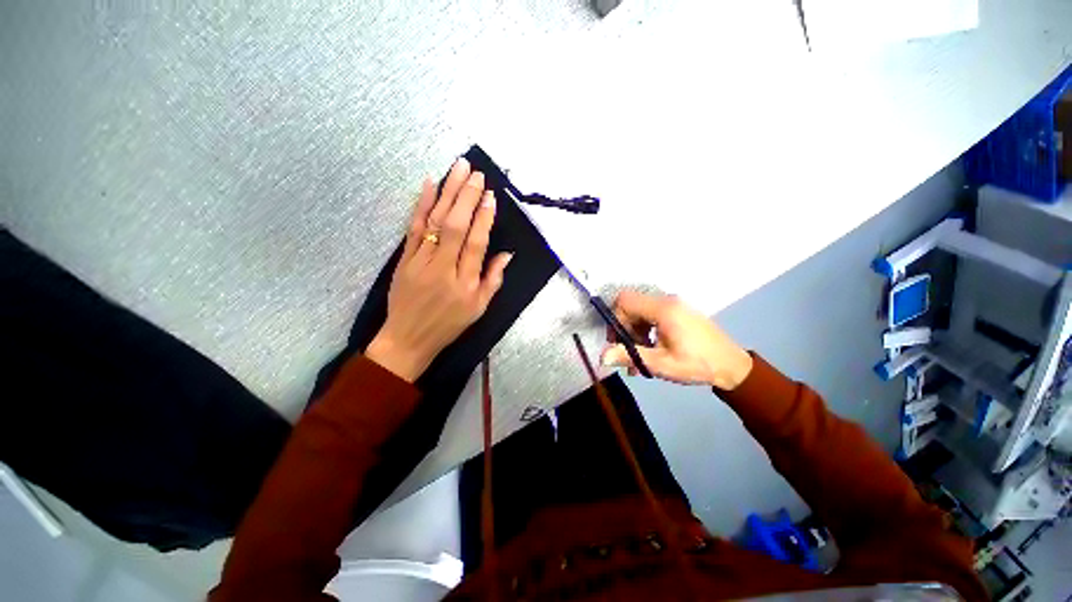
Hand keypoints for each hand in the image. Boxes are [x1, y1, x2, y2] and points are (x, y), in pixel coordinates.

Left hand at [366, 158, 511, 381]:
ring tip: (457, 169)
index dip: (484, 218)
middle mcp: (443, 268)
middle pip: (455, 225)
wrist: (408, 338)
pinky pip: (414, 228)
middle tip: (476, 173)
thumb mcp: (479, 309)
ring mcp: (421, 261)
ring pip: (435, 221)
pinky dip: (422, 205)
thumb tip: (506, 254)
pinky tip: (430, 185)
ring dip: (447, 192)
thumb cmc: (449, 325)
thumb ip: (493, 280)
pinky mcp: (405, 259)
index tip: (490, 196)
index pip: (476, 243)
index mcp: (465, 283)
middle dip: (467, 196)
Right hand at [600, 290, 752, 389]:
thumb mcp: (661, 364)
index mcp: (663, 309)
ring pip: (640, 311)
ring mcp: (674, 305)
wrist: (733, 366)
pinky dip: (645, 330)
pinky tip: (650, 349)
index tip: (616, 342)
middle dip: (623, 327)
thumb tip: (602, 356)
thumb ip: (630, 356)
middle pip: (631, 305)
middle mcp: (667, 301)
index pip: (625, 301)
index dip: (615, 319)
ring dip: (634, 331)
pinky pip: (652, 315)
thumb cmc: (697, 364)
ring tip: (638, 356)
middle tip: (624, 350)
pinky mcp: (678, 311)